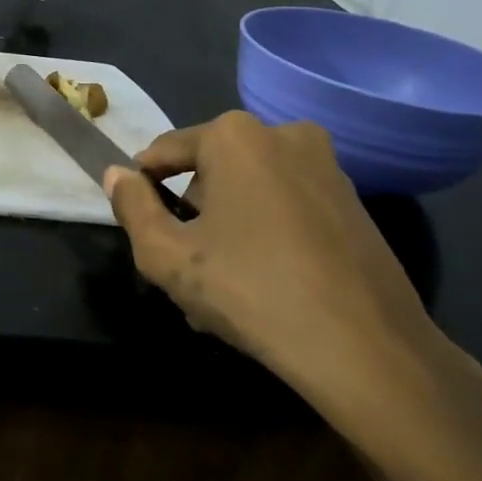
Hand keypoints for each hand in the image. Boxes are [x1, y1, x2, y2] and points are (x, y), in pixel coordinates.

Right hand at [105, 112, 481, 480]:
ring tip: (221, 290)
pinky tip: (263, 287)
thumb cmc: (250, 291)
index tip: (141, 230)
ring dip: (226, 230)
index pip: (164, 152)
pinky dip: (265, 236)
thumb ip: (131, 208)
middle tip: (185, 272)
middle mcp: (283, 134)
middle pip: (209, 172)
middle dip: (191, 216)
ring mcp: (326, 165)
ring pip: (248, 192)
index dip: (143, 189)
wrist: (365, 346)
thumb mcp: (166, 256)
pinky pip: (285, 207)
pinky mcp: (353, 200)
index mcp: (234, 135)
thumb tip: (116, 175)